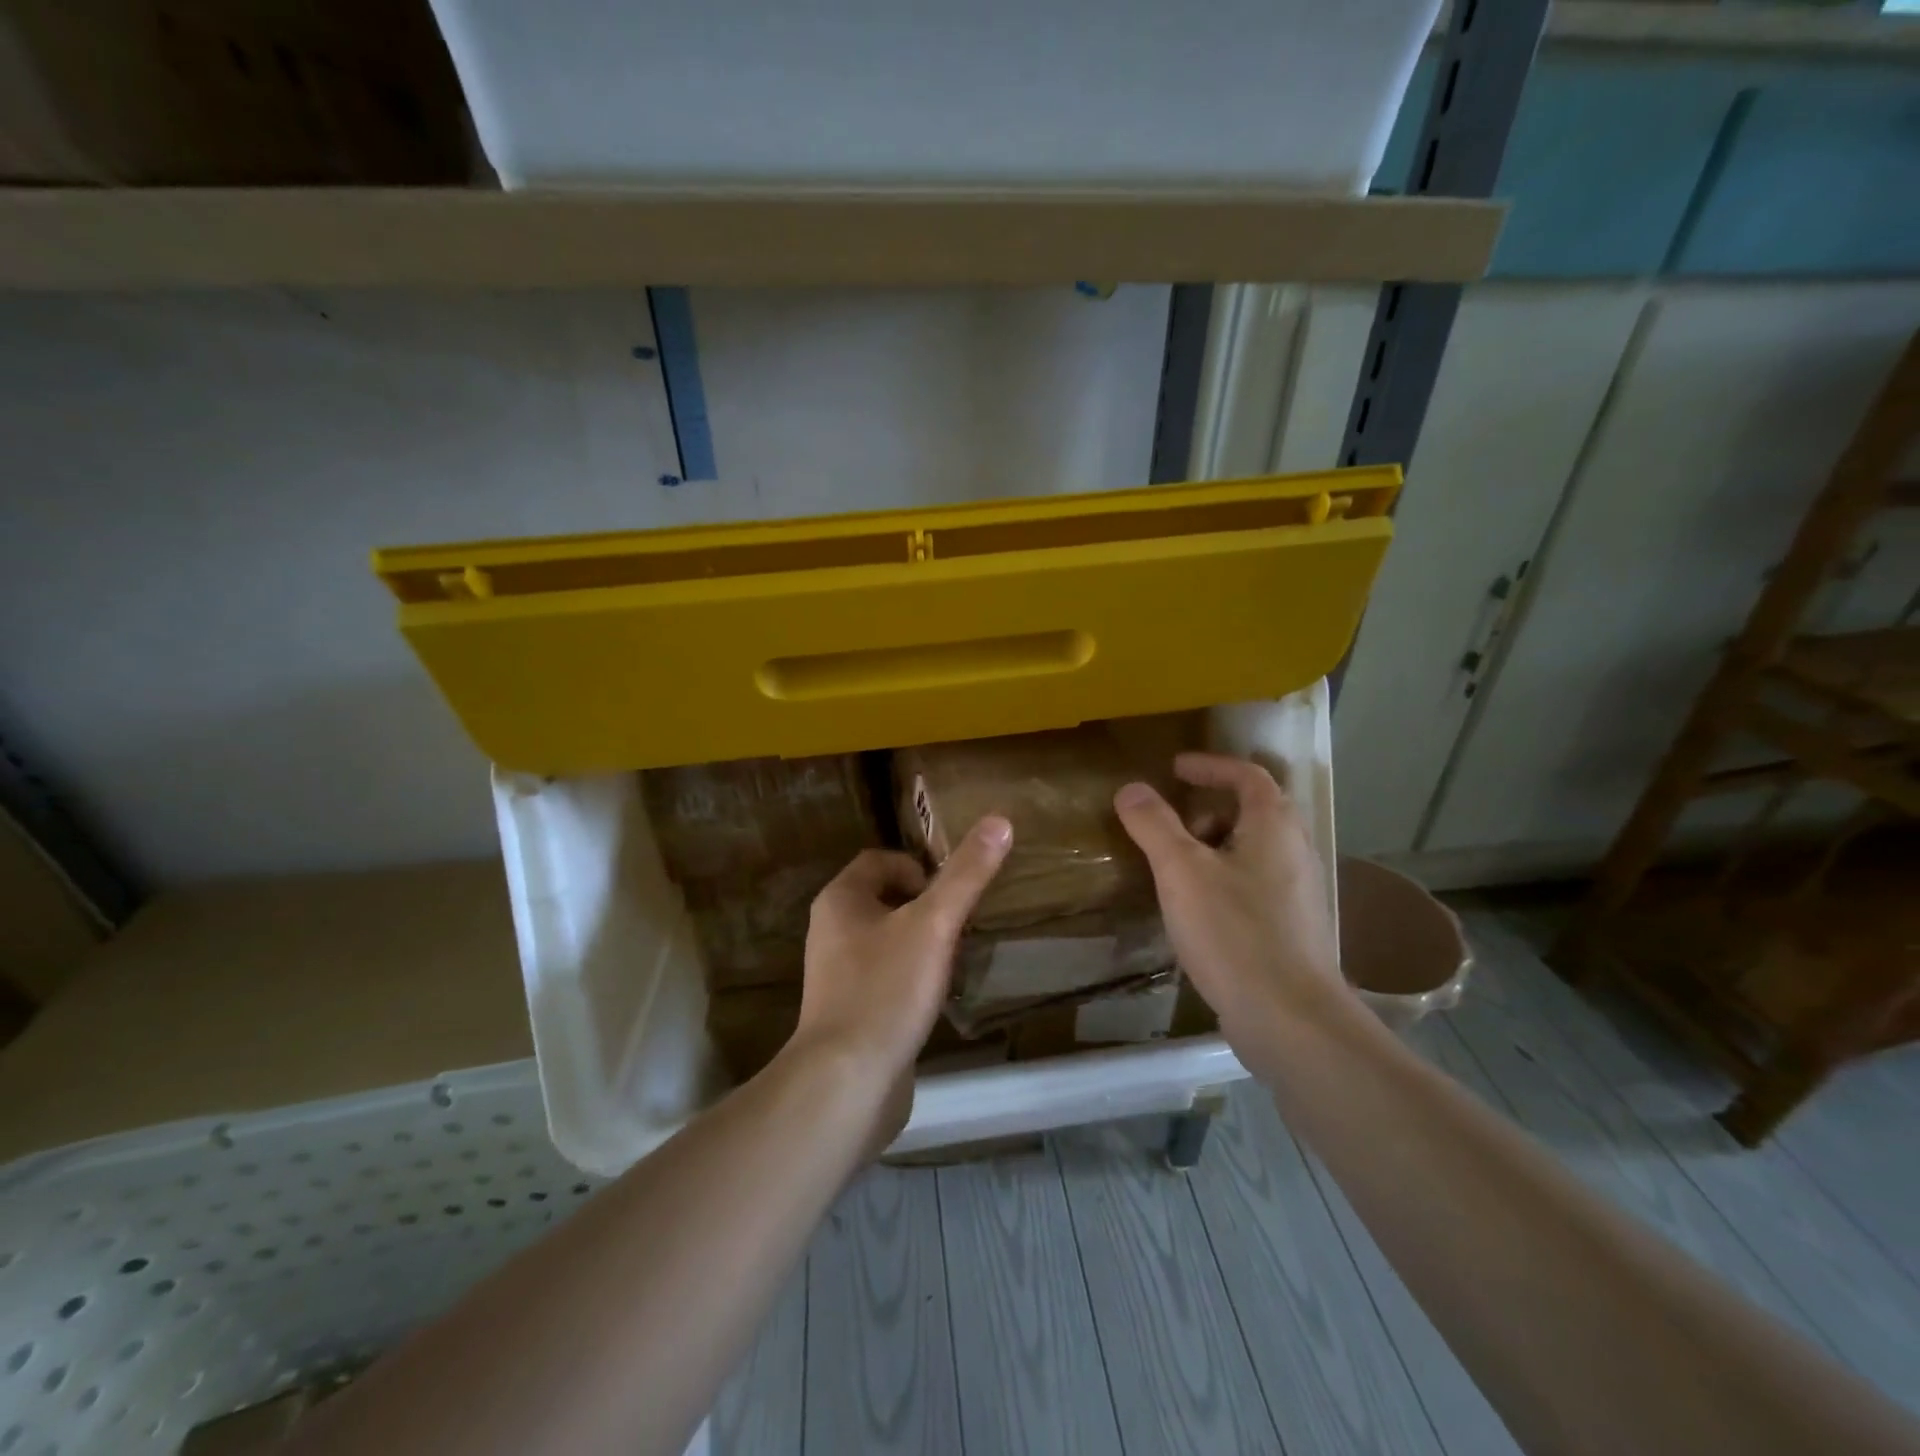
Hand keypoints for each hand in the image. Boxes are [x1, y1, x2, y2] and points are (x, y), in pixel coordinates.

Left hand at [781, 818, 1013, 1136]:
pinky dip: (912, 978)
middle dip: (926, 906)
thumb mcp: (934, 925)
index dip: (918, 867)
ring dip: (922, 942)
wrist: (847, 1082)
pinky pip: (886, 977)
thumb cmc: (886, 989)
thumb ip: (966, 875)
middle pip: (885, 899)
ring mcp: (838, 975)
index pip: (879, 860)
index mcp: (840, 900)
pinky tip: (936, 997)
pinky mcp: (850, 1012)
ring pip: (888, 940)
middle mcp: (831, 931)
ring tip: (956, 958)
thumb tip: (1000, 821)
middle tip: (961, 924)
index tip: (952, 892)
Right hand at [1113, 753, 1347, 1061]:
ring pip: (1252, 852)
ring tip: (1174, 868)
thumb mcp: (1181, 872)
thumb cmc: (1234, 933)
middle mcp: (1295, 853)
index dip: (1211, 766)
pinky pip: (1253, 886)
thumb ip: (1154, 825)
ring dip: (1213, 847)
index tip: (1175, 769)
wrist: (1290, 1019)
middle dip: (1208, 810)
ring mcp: (1297, 895)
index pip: (1249, 776)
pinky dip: (1222, 880)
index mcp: (1274, 829)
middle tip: (1170, 825)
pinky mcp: (1291, 931)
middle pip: (1254, 812)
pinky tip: (1195, 911)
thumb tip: (1131, 788)